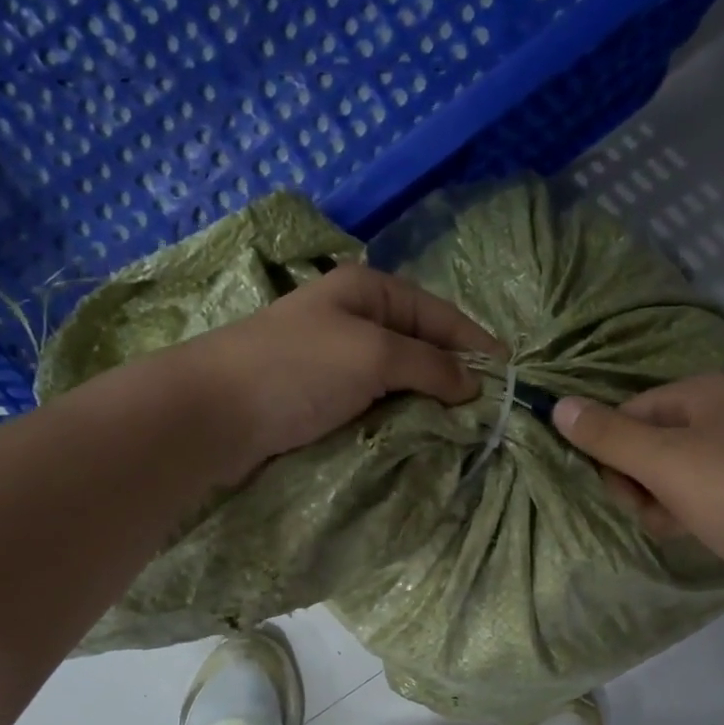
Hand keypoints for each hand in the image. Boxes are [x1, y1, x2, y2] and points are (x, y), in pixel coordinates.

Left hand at [183, 264, 502, 476]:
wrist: (213, 414)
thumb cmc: (298, 369)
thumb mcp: (374, 354)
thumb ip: (431, 365)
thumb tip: (475, 386)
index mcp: (368, 290)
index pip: (439, 314)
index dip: (475, 343)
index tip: (510, 376)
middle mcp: (355, 318)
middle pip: (421, 345)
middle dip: (454, 375)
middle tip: (489, 411)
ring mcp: (336, 359)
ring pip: (400, 378)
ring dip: (428, 401)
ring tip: (461, 428)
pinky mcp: (322, 397)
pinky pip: (376, 403)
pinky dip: (400, 417)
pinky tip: (419, 434)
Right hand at [551, 373, 723, 592]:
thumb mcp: (665, 464)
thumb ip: (608, 436)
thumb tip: (557, 404)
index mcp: (705, 391)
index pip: (629, 412)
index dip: (614, 454)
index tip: (624, 493)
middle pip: (652, 441)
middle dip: (642, 482)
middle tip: (657, 512)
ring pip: (677, 470)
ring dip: (666, 501)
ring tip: (685, 526)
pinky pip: (707, 487)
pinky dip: (696, 509)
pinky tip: (707, 530)